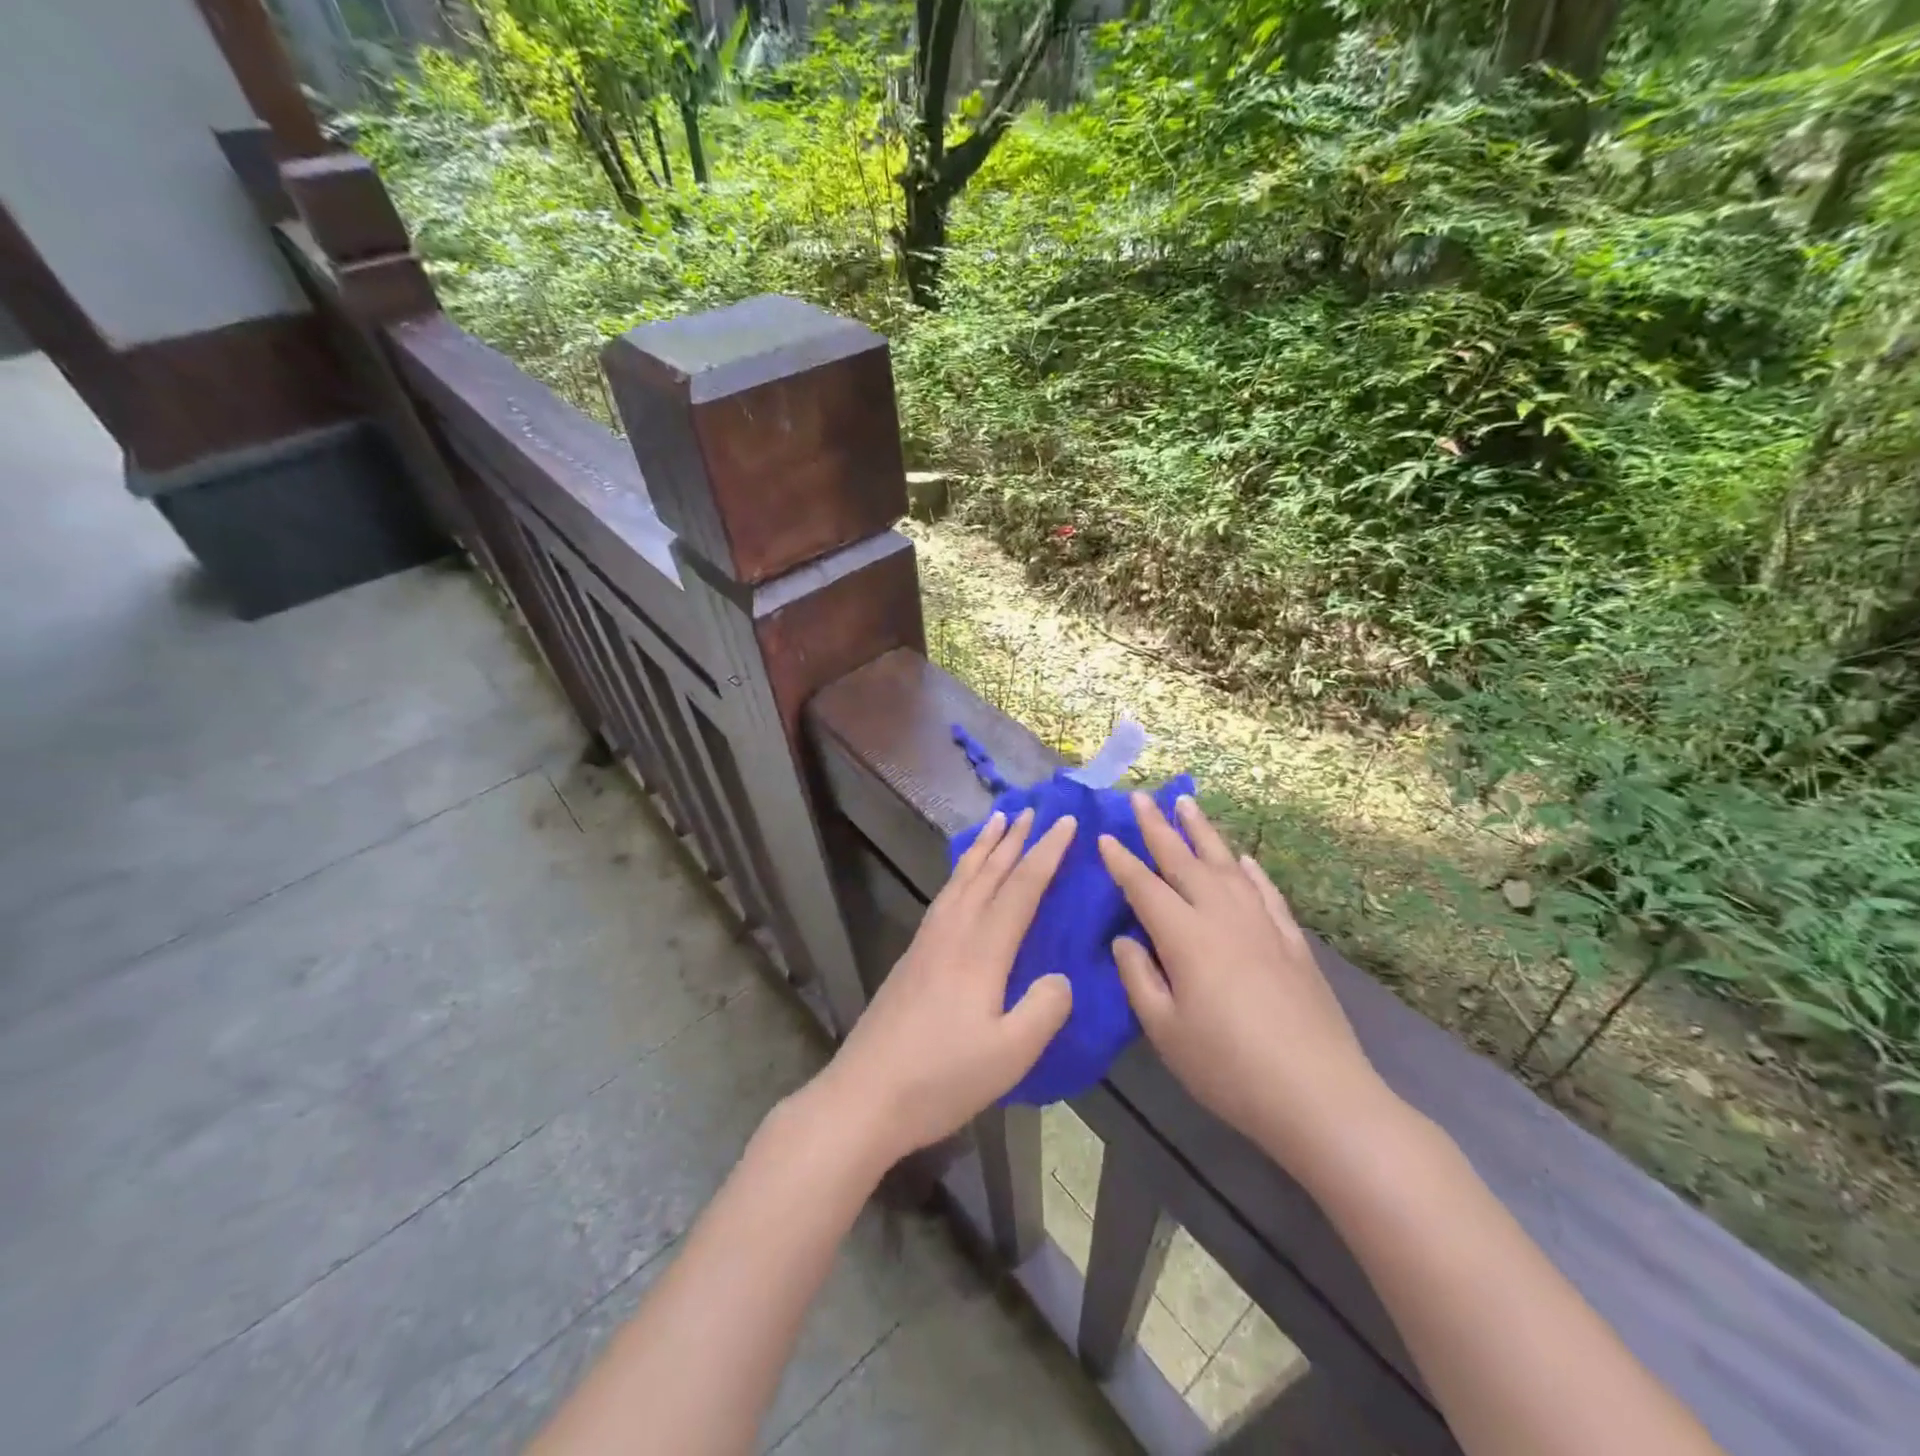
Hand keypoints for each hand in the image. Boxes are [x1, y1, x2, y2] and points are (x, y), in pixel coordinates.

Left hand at [814, 808, 1075, 1165]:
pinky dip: (960, 874)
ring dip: (982, 850)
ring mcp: (926, 943)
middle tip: (1031, 809)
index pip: (1021, 889)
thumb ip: (1044, 1009)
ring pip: (960, 881)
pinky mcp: (911, 958)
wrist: (864, 1096)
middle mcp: (952, 934)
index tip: (1066, 822)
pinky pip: (944, 897)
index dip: (1046, 853)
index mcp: (980, 951)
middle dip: (1013, 840)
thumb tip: (1059, 977)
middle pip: (987, 874)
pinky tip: (961, 881)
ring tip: (996, 824)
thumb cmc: (941, 1079)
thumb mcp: (1010, 1055)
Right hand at [1098, 794, 1389, 1165]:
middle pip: (1185, 860)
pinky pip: (1266, 892)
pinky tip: (1244, 860)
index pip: (1144, 887)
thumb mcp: (1165, 1030)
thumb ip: (1139, 977)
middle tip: (1141, 797)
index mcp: (1185, 936)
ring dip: (1204, 832)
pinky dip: (1251, 871)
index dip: (1121, 861)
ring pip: (1227, 865)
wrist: (1318, 1094)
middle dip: (1159, 827)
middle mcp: (1222, 916)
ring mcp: (1262, 925)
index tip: (1104, 836)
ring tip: (1187, 804)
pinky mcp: (1292, 942)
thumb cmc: (1227, 1067)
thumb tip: (1124, 938)